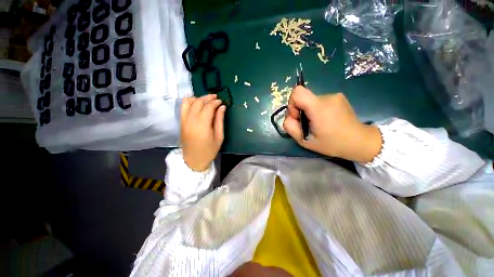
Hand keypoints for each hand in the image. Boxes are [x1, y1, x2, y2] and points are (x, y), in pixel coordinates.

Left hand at [181, 94, 225, 171]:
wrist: (194, 160)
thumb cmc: (209, 150)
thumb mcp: (219, 136)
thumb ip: (220, 120)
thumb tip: (222, 107)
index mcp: (202, 125)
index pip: (208, 107)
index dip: (215, 102)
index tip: (221, 102)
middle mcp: (191, 120)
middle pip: (198, 102)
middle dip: (208, 97)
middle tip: (216, 98)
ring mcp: (184, 120)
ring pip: (189, 102)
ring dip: (198, 98)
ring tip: (206, 100)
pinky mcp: (181, 122)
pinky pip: (183, 107)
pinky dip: (190, 101)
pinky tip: (197, 103)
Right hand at [283, 86, 381, 162]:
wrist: (359, 141)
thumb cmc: (331, 143)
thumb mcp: (304, 140)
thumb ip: (290, 127)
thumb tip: (289, 117)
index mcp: (318, 107)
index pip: (297, 92)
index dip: (292, 103)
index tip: (297, 116)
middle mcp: (327, 97)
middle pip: (303, 97)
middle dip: (300, 110)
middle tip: (308, 124)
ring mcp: (335, 95)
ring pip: (311, 100)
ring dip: (309, 111)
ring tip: (318, 123)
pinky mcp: (339, 97)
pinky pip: (320, 101)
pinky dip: (318, 109)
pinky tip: (326, 119)